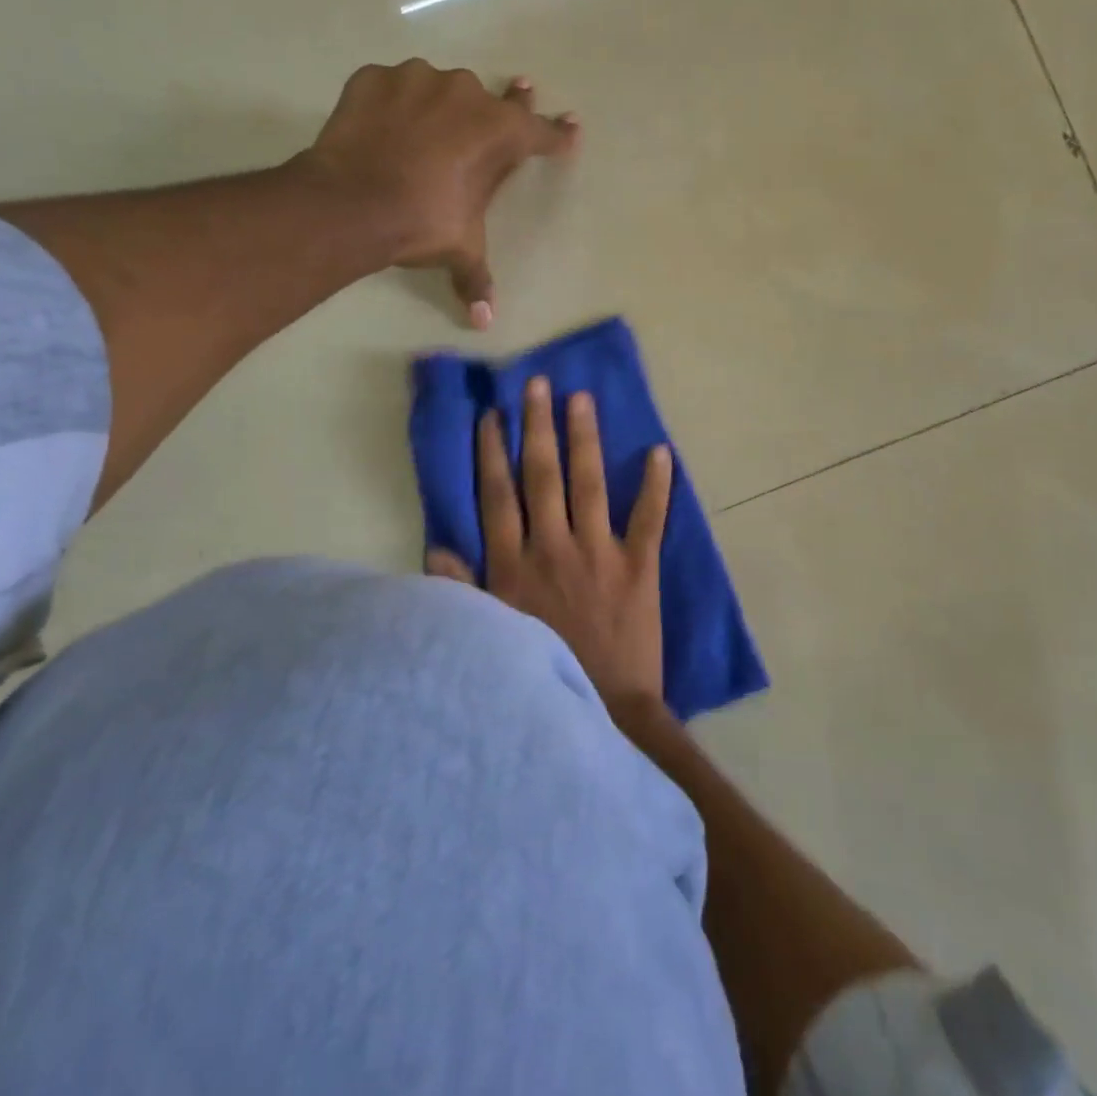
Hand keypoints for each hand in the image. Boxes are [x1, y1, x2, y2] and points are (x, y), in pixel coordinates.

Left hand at [289, 60, 578, 328]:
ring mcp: (418, 80)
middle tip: (519, 87)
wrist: (352, 202)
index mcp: (500, 133)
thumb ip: (476, 278)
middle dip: (509, 100)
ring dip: (441, 105)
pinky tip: (386, 123)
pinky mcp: (375, 78)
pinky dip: (395, 103)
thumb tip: (484, 322)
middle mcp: (466, 95)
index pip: (541, 132)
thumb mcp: (460, 250)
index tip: (572, 126)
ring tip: (429, 125)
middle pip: (493, 99)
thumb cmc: (423, 222)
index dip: (559, 133)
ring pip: (440, 88)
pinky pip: (394, 88)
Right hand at [426, 375, 672, 715]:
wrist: (604, 710)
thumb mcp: (490, 633)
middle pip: (541, 476)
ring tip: (582, 399)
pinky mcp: (639, 567)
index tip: (493, 415)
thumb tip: (437, 549)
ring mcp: (598, 553)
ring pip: (589, 483)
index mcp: (513, 563)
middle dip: (537, 427)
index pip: (498, 495)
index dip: (493, 452)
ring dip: (584, 439)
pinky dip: (656, 486)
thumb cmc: (543, 670)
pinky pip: (648, 519)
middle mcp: (552, 547)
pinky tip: (658, 451)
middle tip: (539, 385)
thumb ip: (464, 588)